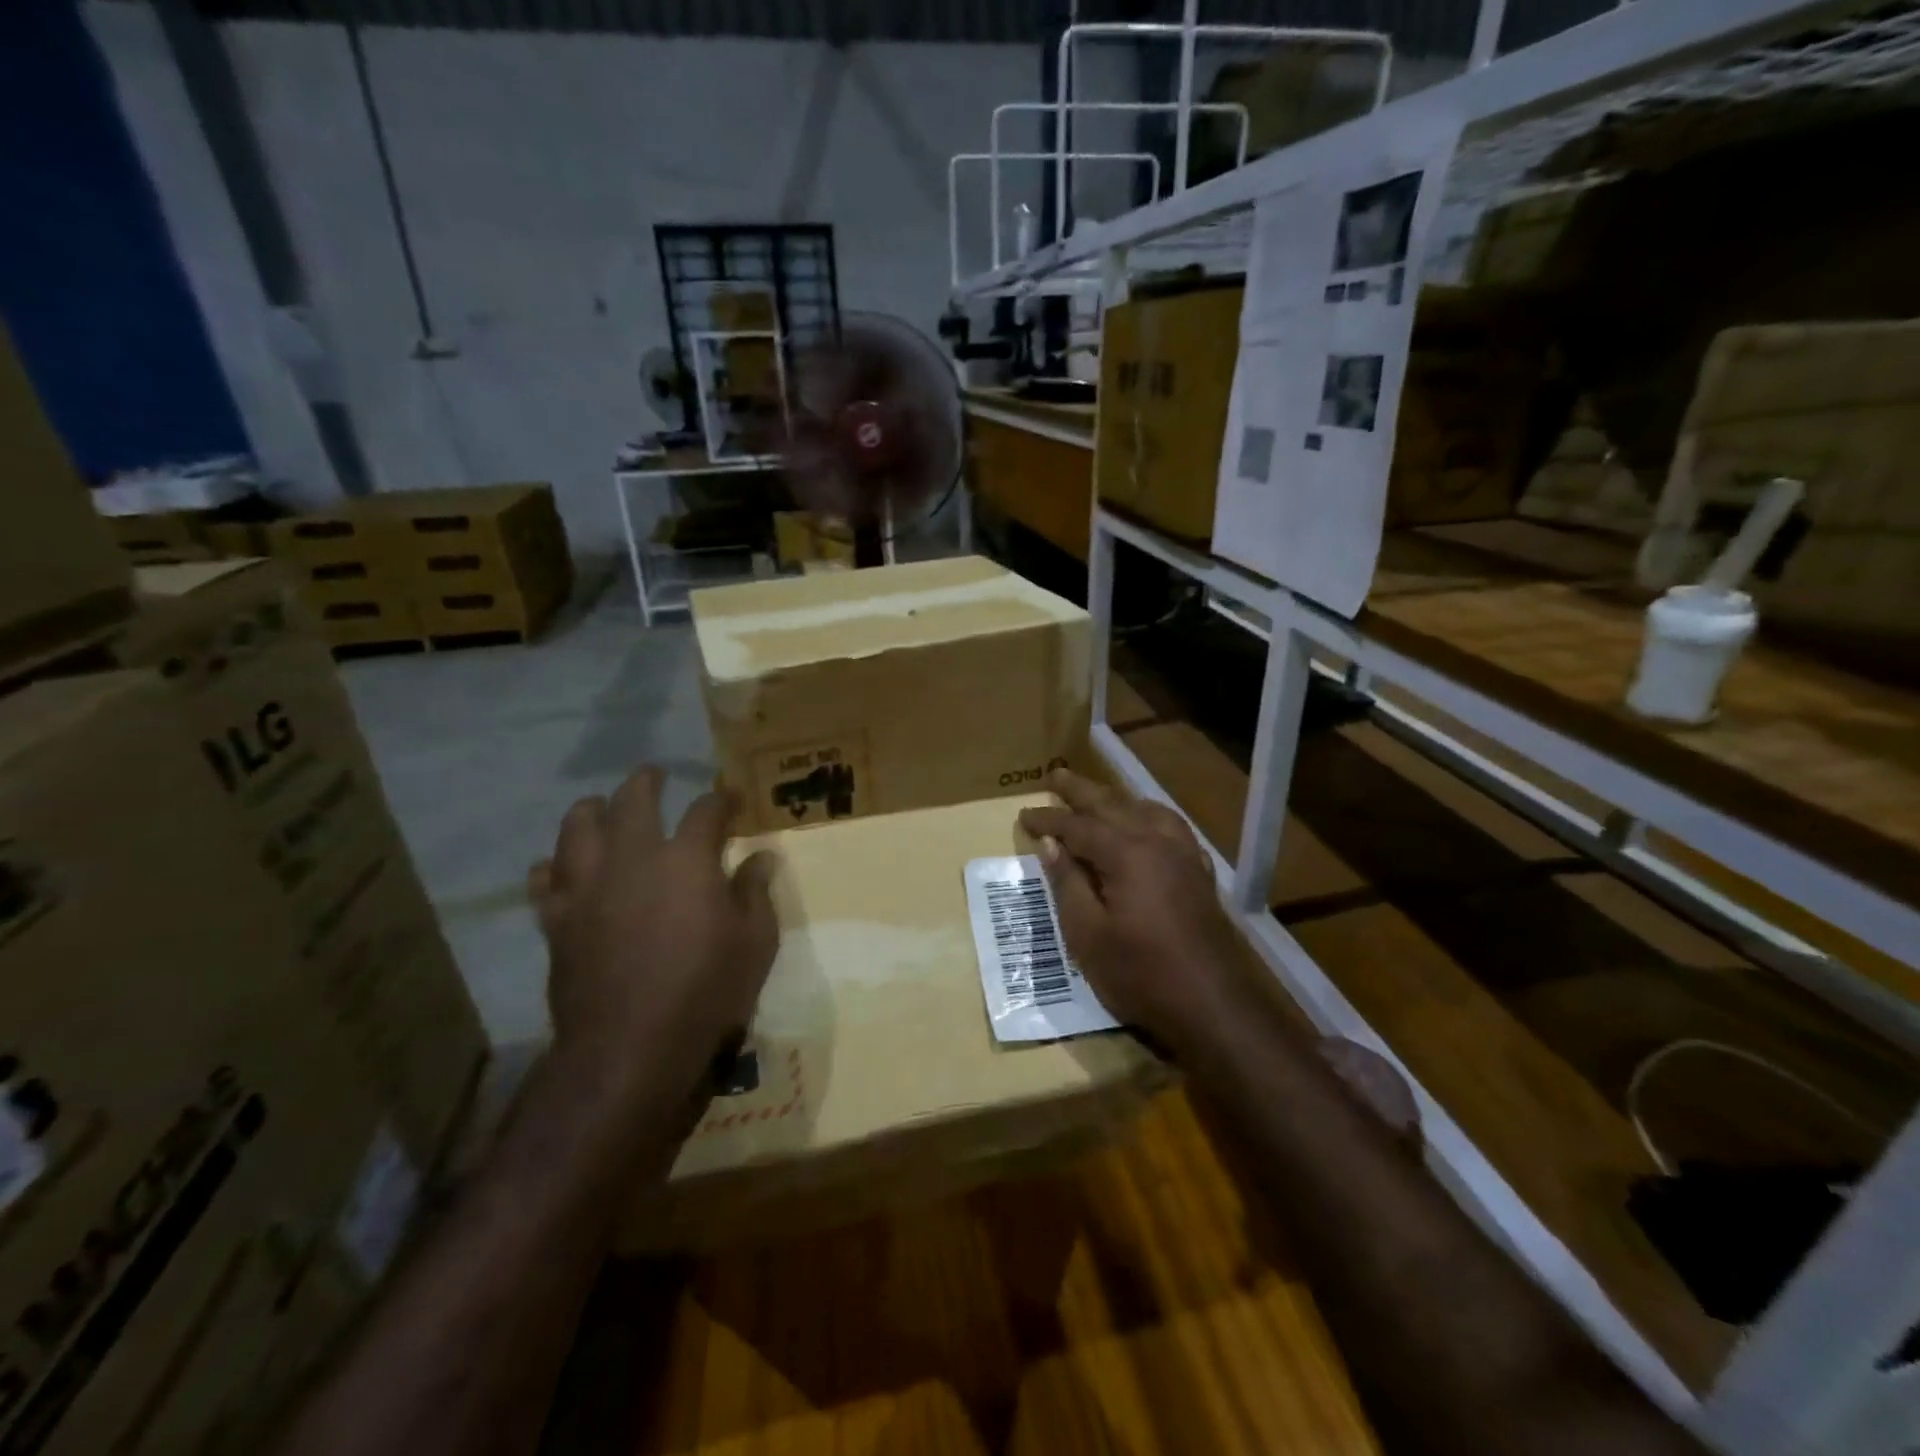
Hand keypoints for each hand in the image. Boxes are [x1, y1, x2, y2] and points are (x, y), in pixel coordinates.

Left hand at [529, 767, 778, 1133]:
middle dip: (646, 783)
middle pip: (633, 802)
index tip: (731, 798)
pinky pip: (546, 880)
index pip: (707, 811)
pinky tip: (560, 867)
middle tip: (654, 775)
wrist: (630, 1046)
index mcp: (687, 859)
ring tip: (598, 806)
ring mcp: (588, 887)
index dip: (722, 800)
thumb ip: (755, 892)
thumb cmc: (706, 990)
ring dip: (590, 811)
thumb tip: (761, 857)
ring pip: (577, 828)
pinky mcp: (558, 919)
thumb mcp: (755, 942)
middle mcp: (634, 858)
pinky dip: (553, 867)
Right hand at [1017, 769, 1254, 1058]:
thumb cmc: (1141, 973)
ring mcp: (1184, 855)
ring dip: (1117, 799)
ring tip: (1097, 795)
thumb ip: (1068, 884)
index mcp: (1126, 853)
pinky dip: (1148, 815)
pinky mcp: (1199, 873)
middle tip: (1056, 775)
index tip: (1024, 815)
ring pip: (1146, 810)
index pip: (1078, 826)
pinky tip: (1145, 824)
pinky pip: (1171, 826)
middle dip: (1081, 791)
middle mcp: (1157, 842)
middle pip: (1113, 805)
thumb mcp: (1088, 935)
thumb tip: (1051, 845)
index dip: (1049, 820)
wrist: (1213, 1005)